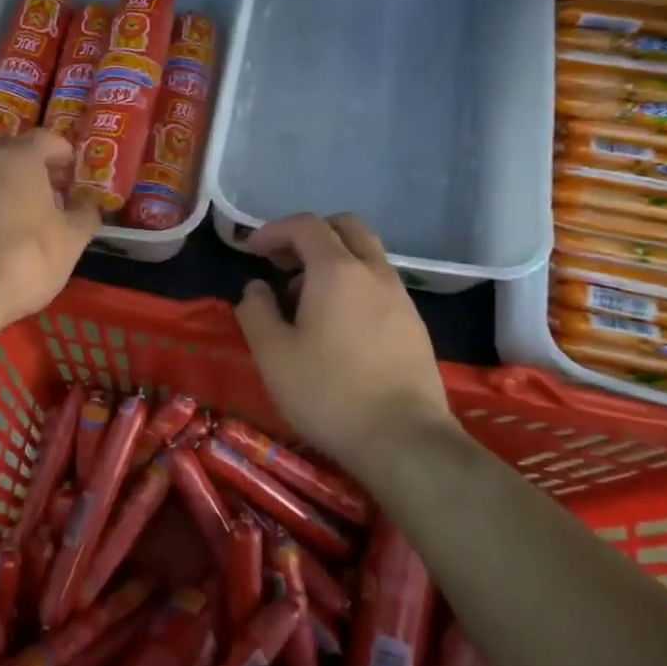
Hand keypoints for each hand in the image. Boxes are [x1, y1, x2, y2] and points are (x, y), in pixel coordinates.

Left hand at [0, 130, 101, 330]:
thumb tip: (88, 204)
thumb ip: (84, 215)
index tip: (71, 163)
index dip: (60, 148)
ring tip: (19, 208)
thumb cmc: (24, 261)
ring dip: (2, 183)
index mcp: (18, 160)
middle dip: (29, 160)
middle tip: (47, 182)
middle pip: (9, 149)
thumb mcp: (70, 242)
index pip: (43, 138)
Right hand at [234, 213, 457, 466]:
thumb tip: (256, 288)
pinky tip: (336, 326)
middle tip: (283, 263)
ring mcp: (400, 297)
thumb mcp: (272, 353)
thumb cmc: (328, 391)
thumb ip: (256, 311)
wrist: (404, 441)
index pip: (305, 225)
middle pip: (345, 227)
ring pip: (365, 255)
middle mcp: (374, 272)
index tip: (252, 251)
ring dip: (332, 261)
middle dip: (310, 235)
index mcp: (337, 270)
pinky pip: (379, 284)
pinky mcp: (414, 325)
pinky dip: (353, 284)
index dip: (274, 230)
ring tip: (304, 301)